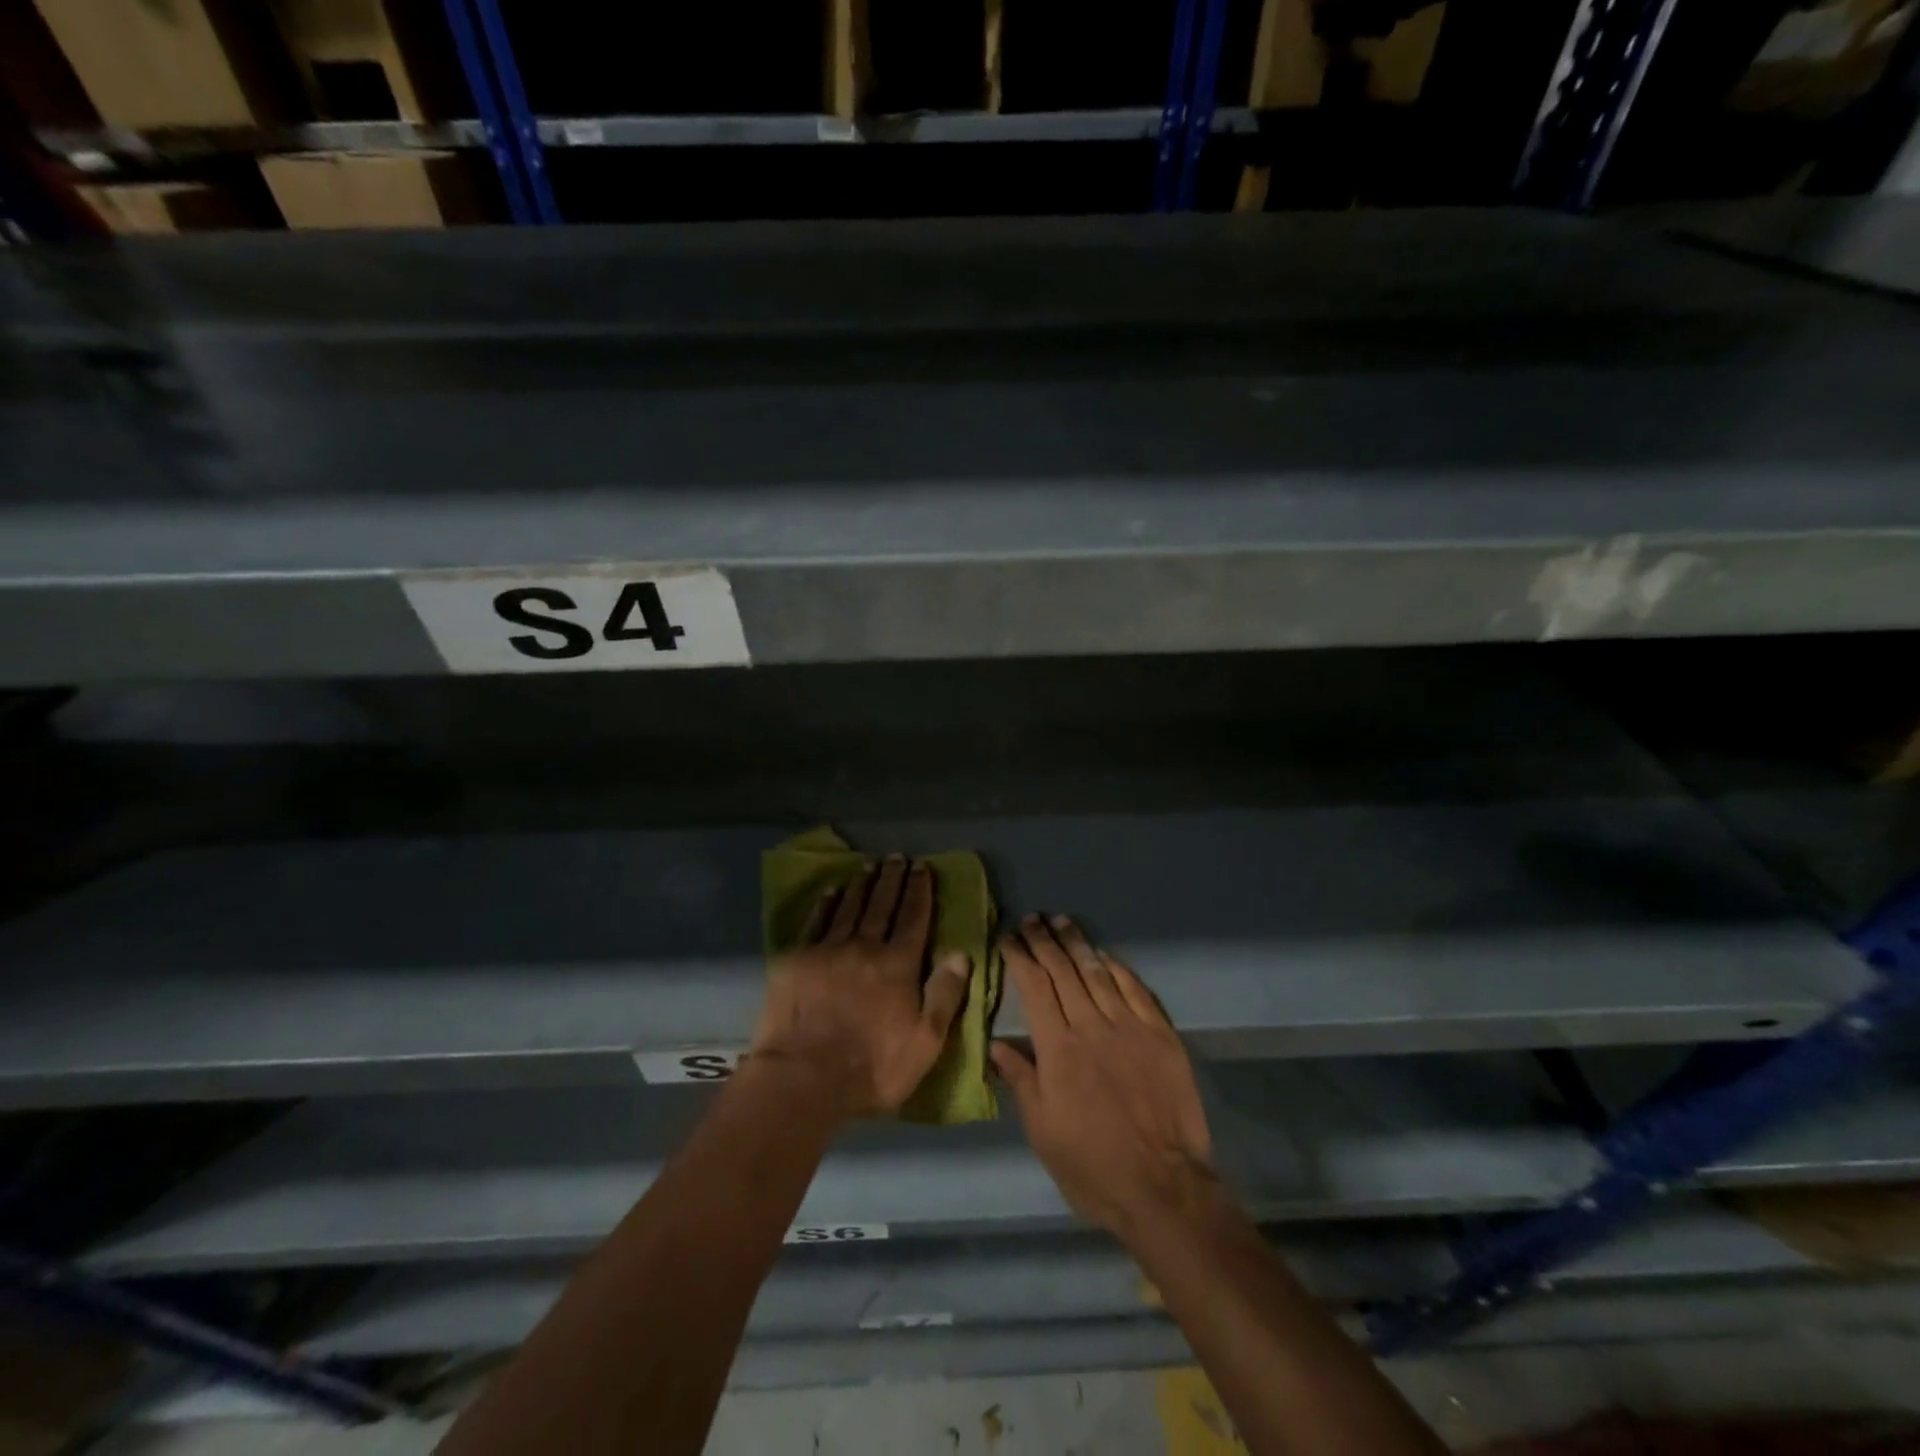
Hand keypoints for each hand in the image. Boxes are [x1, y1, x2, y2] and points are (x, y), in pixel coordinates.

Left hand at [751, 857, 970, 1118]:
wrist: (802, 1077)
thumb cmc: (872, 1067)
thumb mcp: (925, 1042)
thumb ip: (945, 995)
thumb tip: (961, 953)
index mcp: (898, 965)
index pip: (914, 918)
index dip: (919, 891)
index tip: (923, 868)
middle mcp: (865, 946)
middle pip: (882, 905)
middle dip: (893, 879)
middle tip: (897, 857)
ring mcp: (828, 949)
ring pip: (850, 907)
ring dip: (862, 884)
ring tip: (870, 865)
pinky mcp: (797, 958)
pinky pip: (817, 921)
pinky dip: (827, 903)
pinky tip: (833, 890)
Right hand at [991, 916, 1216, 1236]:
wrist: (1163, 1188)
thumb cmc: (1092, 1166)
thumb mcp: (1042, 1131)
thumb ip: (1021, 1081)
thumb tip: (996, 1044)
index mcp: (1057, 1048)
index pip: (1034, 987)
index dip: (1019, 958)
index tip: (1008, 939)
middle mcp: (1091, 1026)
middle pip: (1063, 971)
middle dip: (1044, 941)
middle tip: (1032, 919)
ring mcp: (1130, 1027)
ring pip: (1098, 972)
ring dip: (1077, 944)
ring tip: (1062, 921)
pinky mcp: (1161, 1035)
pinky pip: (1136, 989)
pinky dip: (1117, 967)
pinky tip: (1105, 955)